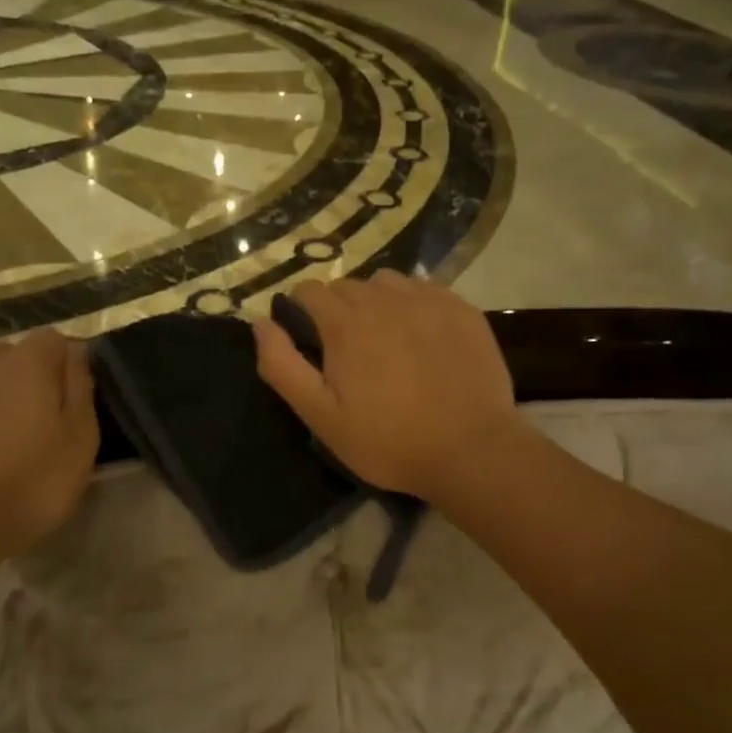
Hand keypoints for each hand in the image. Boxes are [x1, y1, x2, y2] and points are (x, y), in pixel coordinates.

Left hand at [0, 330, 98, 553]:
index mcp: (28, 364)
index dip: (62, 363)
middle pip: (4, 353)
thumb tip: (75, 353)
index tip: (67, 395)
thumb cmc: (29, 485)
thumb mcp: (80, 442)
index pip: (52, 339)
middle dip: (17, 375)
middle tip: (27, 417)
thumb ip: (80, 390)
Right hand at [252, 271, 526, 503]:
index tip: (308, 340)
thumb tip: (260, 323)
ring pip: (386, 282)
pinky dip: (414, 304)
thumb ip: (282, 365)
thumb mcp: (320, 415)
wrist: (471, 450)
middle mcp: (383, 298)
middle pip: (347, 285)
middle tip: (348, 351)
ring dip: (376, 301)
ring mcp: (427, 300)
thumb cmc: (388, 439)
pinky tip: (422, 336)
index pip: (309, 290)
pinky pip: (425, 290)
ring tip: (385, 338)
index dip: (300, 311)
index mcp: (344, 322)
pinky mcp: (461, 309)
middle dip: (337, 309)